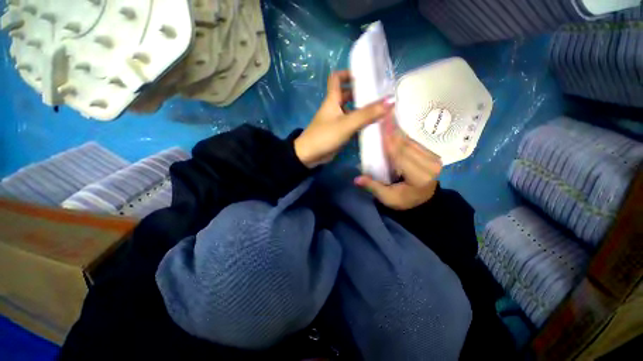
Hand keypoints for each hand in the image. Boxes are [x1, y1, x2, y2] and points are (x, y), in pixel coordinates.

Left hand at [294, 70, 394, 167]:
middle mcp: (334, 108)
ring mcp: (336, 121)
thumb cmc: (325, 136)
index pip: (336, 78)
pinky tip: (371, 125)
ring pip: (350, 110)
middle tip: (379, 94)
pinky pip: (351, 123)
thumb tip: (390, 100)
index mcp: (332, 100)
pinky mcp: (338, 132)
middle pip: (347, 94)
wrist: (309, 156)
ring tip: (380, 109)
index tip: (364, 76)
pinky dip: (360, 123)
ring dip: (362, 109)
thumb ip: (367, 114)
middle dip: (361, 93)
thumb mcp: (346, 124)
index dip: (348, 73)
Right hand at [355, 115, 442, 209]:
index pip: (400, 154)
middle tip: (383, 115)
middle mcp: (429, 166)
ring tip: (387, 119)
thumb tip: (356, 179)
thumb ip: (373, 187)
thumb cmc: (405, 201)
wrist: (425, 203)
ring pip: (411, 141)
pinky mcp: (433, 156)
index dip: (390, 138)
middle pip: (406, 145)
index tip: (382, 122)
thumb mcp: (388, 198)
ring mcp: (434, 159)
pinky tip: (395, 130)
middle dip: (393, 130)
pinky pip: (415, 143)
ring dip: (398, 131)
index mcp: (418, 177)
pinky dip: (404, 136)